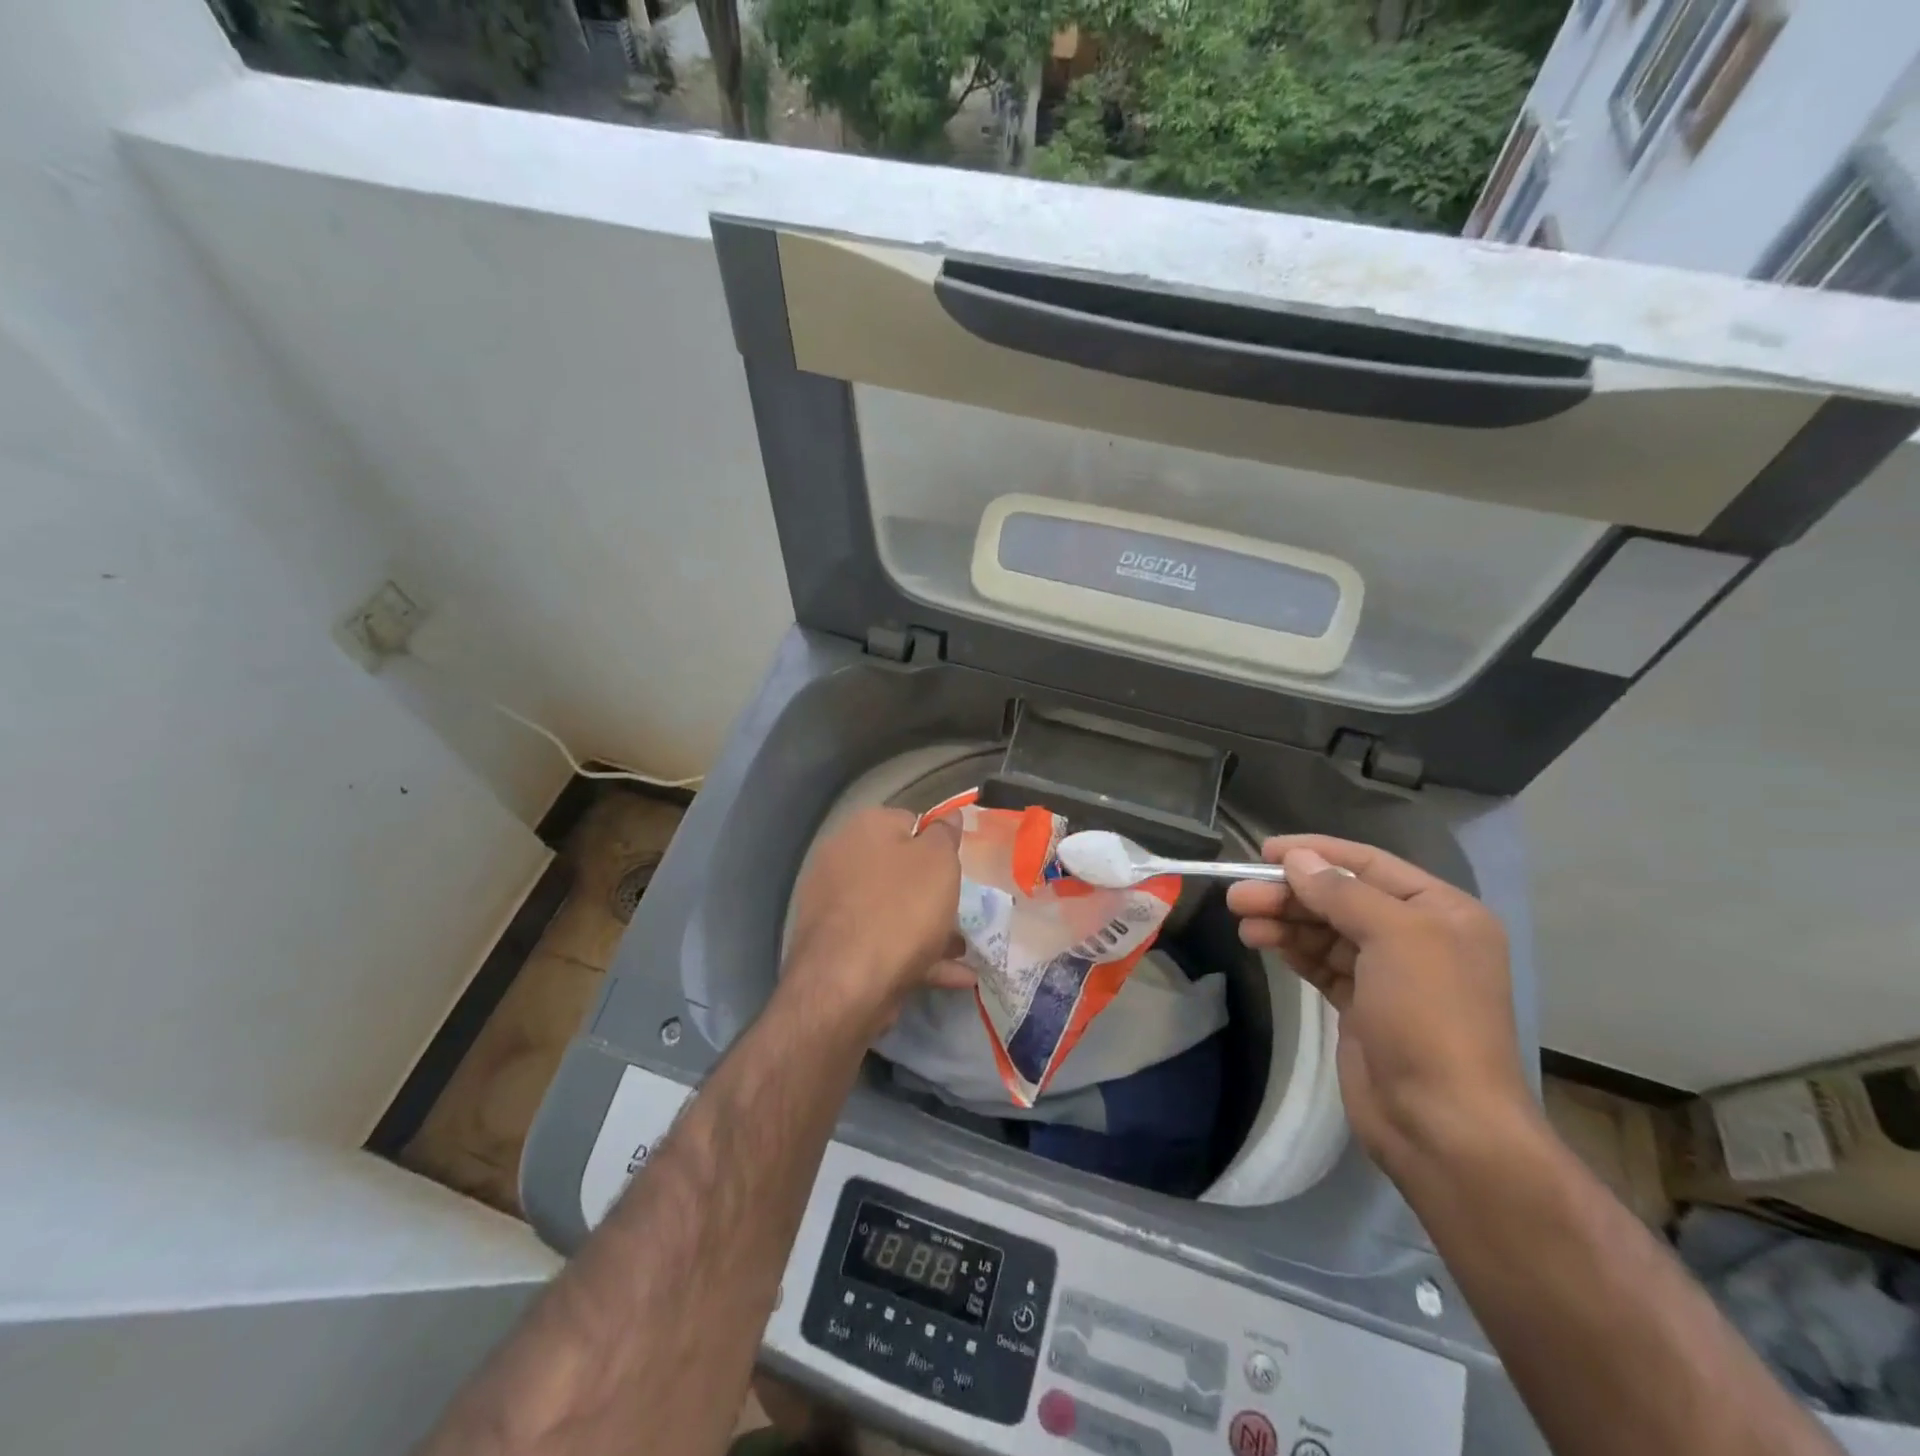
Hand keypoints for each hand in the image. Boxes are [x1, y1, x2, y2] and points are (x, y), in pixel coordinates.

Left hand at [784, 807, 970, 1033]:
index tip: (959, 867)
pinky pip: (885, 943)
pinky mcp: (837, 947)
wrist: (846, 986)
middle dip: (933, 891)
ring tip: (965, 950)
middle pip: (899, 870)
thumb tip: (949, 816)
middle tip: (963, 910)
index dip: (938, 844)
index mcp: (865, 828)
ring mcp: (835, 905)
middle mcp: (843, 859)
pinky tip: (955, 976)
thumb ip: (945, 835)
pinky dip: (918, 957)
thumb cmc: (901, 910)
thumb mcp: (939, 862)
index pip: (909, 822)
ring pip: (893, 910)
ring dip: (930, 928)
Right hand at [1225, 835, 1534, 1171]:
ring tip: (1242, 921)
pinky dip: (1292, 949)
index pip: (1369, 864)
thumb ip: (1341, 892)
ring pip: (1325, 931)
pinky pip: (1321, 963)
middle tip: (1238, 895)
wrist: (1441, 1122)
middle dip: (1289, 893)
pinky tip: (1262, 941)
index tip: (1264, 851)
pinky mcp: (1362, 1006)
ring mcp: (1389, 974)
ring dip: (1284, 921)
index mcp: (1442, 911)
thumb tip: (1296, 859)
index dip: (1316, 853)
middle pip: (1340, 898)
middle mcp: (1418, 936)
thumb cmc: (1428, 1016)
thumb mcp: (1393, 937)